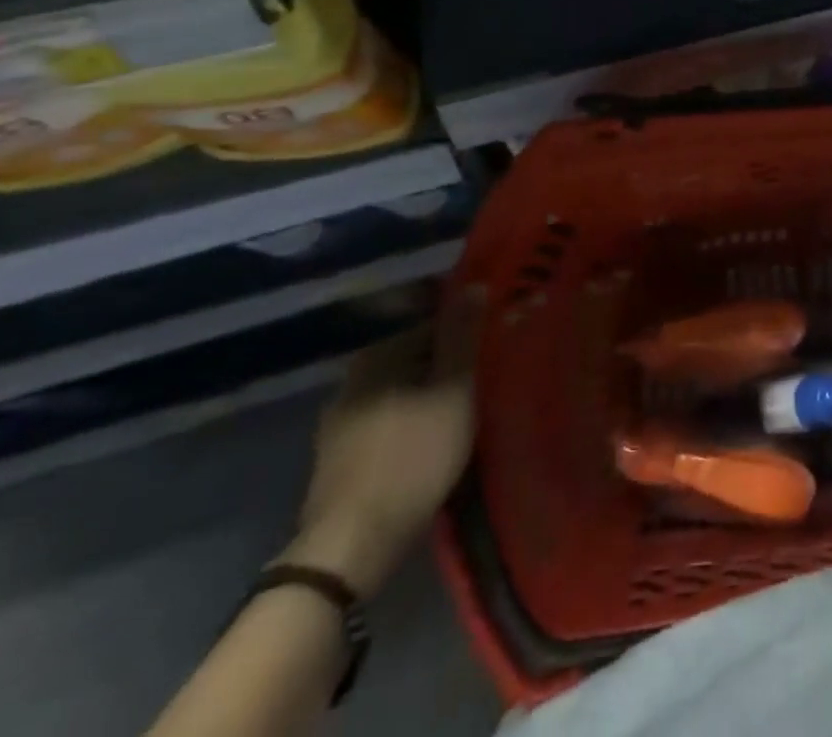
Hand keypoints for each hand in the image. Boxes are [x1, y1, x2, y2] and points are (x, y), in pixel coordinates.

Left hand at [286, 286, 485, 597]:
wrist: (352, 547)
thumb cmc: (413, 458)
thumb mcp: (453, 391)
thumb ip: (463, 337)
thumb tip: (474, 285)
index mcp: (376, 357)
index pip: (431, 323)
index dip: (466, 331)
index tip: (493, 344)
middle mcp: (351, 381)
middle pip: (414, 357)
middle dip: (448, 362)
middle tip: (486, 376)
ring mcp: (339, 422)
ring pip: (401, 390)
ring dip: (431, 393)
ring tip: (466, 406)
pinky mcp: (339, 458)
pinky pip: (388, 420)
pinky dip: (413, 419)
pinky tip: (434, 437)